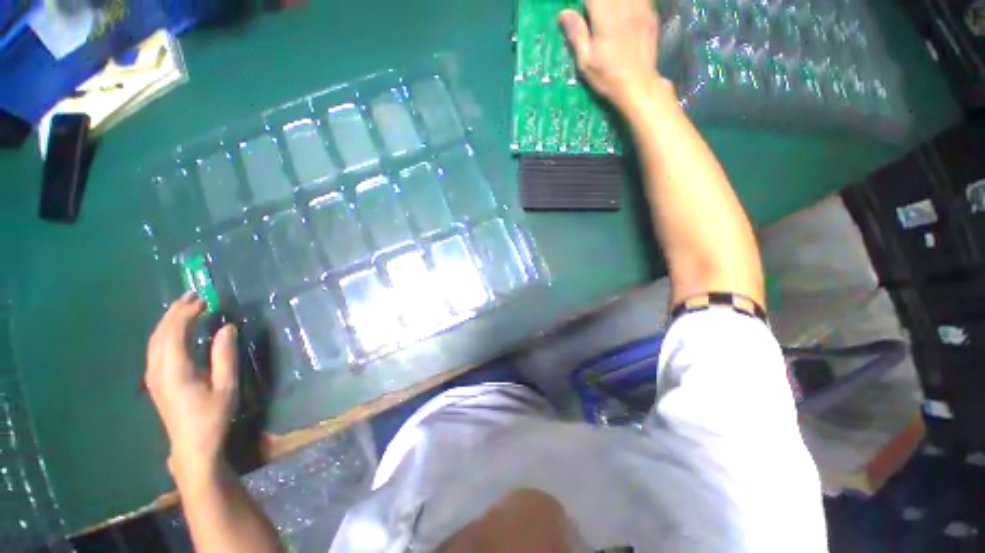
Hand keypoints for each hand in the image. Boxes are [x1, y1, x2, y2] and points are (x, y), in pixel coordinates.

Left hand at [145, 292, 238, 480]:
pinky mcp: (154, 380)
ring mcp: (152, 375)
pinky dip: (165, 331)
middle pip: (160, 333)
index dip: (188, 313)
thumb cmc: (212, 416)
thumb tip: (226, 328)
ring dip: (168, 320)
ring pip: (154, 339)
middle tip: (194, 295)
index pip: (175, 333)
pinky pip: (155, 347)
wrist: (191, 445)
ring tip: (185, 306)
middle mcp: (157, 369)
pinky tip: (176, 328)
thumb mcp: (226, 386)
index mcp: (175, 370)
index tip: (205, 300)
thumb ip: (225, 355)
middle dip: (176, 311)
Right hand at [558, 0, 662, 110]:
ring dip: (613, 4)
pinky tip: (624, 12)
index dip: (584, 3)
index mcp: (606, 16)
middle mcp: (625, 6)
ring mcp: (641, 7)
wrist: (638, 85)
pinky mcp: (650, 13)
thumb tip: (563, 13)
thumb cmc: (608, 77)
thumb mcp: (586, 62)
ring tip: (607, 14)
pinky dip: (629, 3)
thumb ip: (577, 34)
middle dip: (597, 3)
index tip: (580, 11)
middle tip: (593, 14)